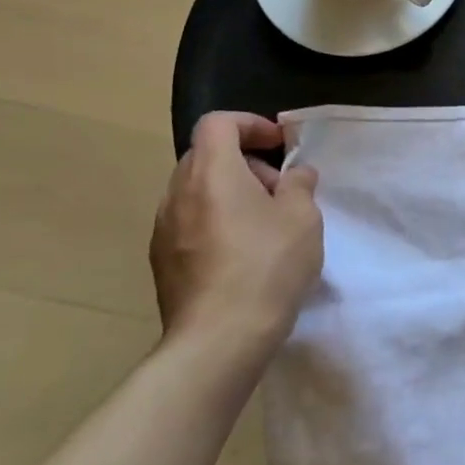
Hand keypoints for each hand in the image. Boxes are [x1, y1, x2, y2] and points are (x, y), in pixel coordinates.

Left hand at [150, 112, 323, 366]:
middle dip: (245, 161)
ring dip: (230, 193)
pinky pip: (189, 222)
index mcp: (211, 173)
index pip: (218, 123)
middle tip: (278, 188)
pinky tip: (243, 253)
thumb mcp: (303, 217)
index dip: (251, 124)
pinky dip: (216, 220)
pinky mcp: (162, 262)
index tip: (280, 146)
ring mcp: (164, 230)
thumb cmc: (267, 266)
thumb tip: (294, 174)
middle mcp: (178, 194)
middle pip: (206, 155)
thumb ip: (299, 184)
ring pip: (197, 190)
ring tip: (265, 223)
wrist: (219, 341)